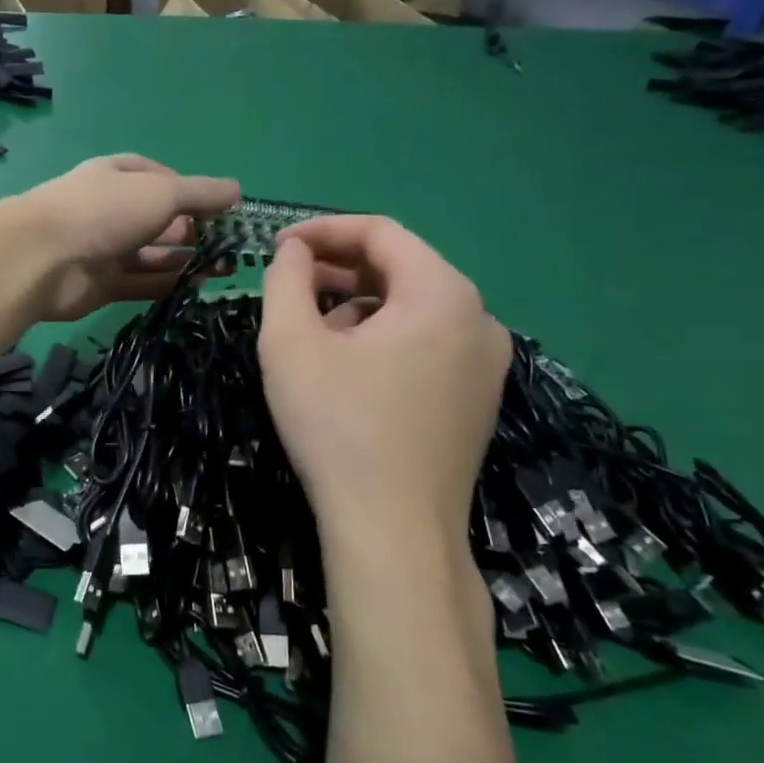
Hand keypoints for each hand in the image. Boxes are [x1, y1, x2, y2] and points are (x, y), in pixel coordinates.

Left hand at [12, 155, 238, 320]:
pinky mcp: (101, 285)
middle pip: (157, 219)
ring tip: (224, 270)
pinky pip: (141, 283)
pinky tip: (197, 288)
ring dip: (185, 261)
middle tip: (231, 247)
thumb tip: (237, 191)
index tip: (221, 209)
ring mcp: (104, 249)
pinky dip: (167, 284)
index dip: (189, 191)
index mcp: (117, 176)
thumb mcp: (161, 192)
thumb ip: (200, 193)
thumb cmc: (105, 211)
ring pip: (152, 255)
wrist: (42, 259)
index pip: (159, 178)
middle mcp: (110, 210)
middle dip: (193, 230)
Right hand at [258, 217, 509, 540]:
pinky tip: (347, 367)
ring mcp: (487, 362)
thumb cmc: (338, 427)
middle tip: (287, 283)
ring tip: (311, 329)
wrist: (394, 531)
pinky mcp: (478, 398)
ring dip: (358, 305)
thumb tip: (293, 251)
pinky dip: (384, 338)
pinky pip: (427, 343)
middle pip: (401, 268)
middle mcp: (479, 318)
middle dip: (338, 269)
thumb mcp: (290, 344)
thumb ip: (286, 280)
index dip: (323, 231)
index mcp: (442, 293)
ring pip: (413, 308)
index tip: (276, 246)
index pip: (381, 233)